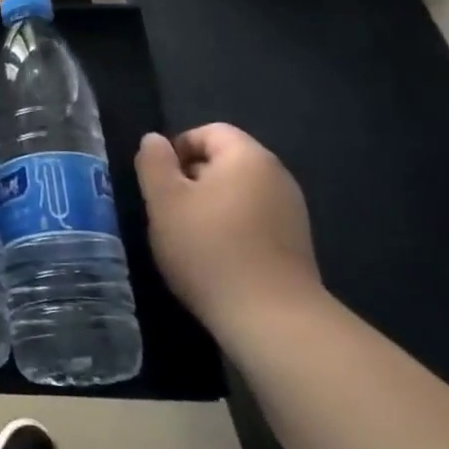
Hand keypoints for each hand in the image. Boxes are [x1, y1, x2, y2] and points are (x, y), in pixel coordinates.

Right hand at [135, 124, 322, 338]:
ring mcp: (290, 211)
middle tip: (166, 210)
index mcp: (247, 157)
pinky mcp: (294, 242)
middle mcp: (276, 176)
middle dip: (191, 178)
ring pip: (237, 192)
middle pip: (224, 160)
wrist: (271, 317)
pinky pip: (253, 218)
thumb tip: (154, 140)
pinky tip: (215, 257)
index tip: (157, 181)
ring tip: (187, 236)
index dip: (177, 148)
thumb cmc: (209, 249)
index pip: (208, 131)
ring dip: (209, 205)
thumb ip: (154, 163)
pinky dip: (230, 227)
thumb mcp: (164, 201)